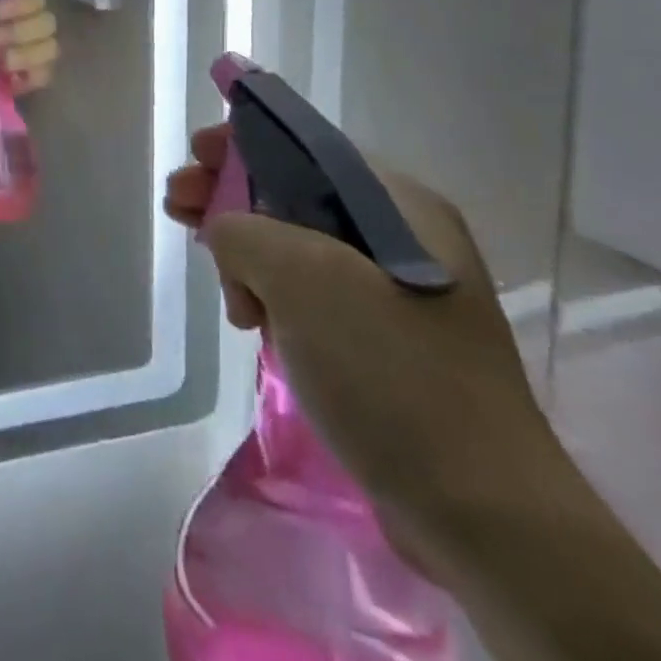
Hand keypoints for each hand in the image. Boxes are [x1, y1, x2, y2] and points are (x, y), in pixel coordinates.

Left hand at [0, 0, 59, 93]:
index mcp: (18, 0)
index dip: (19, 4)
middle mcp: (33, 22)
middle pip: (48, 22)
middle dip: (19, 31)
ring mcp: (37, 51)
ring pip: (50, 48)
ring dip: (25, 54)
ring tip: (0, 60)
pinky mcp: (33, 77)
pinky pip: (45, 74)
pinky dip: (28, 74)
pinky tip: (8, 74)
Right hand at [165, 128, 562, 570]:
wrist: (484, 516)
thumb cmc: (391, 373)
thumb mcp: (304, 279)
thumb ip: (245, 230)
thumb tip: (225, 231)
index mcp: (397, 204)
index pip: (304, 147)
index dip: (241, 144)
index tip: (192, 159)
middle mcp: (401, 237)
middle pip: (293, 194)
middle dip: (231, 200)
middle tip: (177, 210)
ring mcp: (394, 293)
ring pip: (296, 249)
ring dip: (247, 258)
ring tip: (227, 295)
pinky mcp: (382, 342)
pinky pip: (310, 296)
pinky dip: (272, 299)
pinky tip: (252, 322)